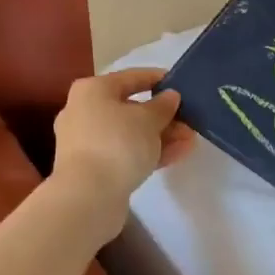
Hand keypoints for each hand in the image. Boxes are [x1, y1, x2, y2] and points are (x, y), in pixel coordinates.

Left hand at [51, 68, 194, 207]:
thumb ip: (163, 106)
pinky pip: (125, 153)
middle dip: (163, 115)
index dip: (157, 79)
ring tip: (190, 139)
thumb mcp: (148, 119)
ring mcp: (87, 142)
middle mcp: (84, 112)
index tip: (180, 83)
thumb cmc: (117, 143)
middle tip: (189, 120)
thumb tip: (170, 97)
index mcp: (92, 90)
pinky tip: (178, 154)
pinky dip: (149, 152)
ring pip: (130, 133)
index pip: (130, 77)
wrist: (87, 197)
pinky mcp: (94, 168)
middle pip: (130, 108)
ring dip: (160, 136)